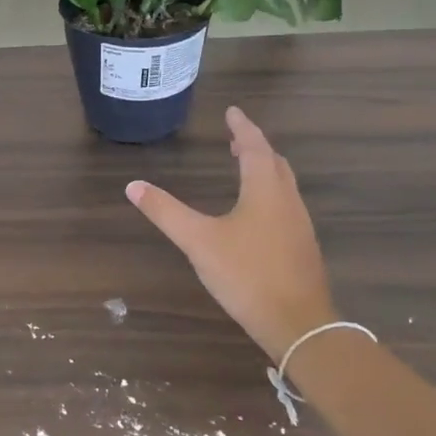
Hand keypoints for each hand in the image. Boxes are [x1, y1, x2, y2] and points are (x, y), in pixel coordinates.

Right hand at [126, 107, 335, 361]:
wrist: (298, 324)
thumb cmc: (247, 275)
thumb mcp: (198, 242)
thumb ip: (166, 212)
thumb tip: (133, 185)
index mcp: (265, 190)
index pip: (255, 147)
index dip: (242, 127)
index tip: (232, 111)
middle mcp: (287, 201)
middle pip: (274, 162)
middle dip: (255, 147)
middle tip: (235, 139)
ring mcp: (299, 225)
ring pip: (283, 185)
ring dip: (264, 169)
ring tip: (244, 169)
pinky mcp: (302, 247)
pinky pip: (286, 205)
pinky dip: (270, 193)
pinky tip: (256, 214)